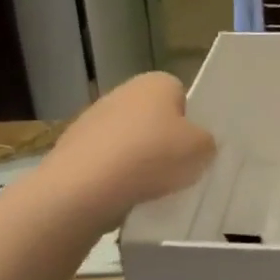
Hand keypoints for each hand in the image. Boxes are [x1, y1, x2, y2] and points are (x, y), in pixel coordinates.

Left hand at [49, 72, 215, 208]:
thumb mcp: (202, 150)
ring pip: (128, 141)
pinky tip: (123, 196)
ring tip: (150, 190)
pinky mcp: (72, 148)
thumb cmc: (152, 157)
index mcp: (156, 82)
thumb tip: (198, 144)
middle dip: (163, 141)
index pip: (182, 96)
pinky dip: (115, 176)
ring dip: (138, 160)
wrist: (84, 188)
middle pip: (153, 118)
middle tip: (177, 170)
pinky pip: (106, 162)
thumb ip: (207, 142)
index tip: (193, 148)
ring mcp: (92, 119)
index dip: (191, 122)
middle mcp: (122, 92)